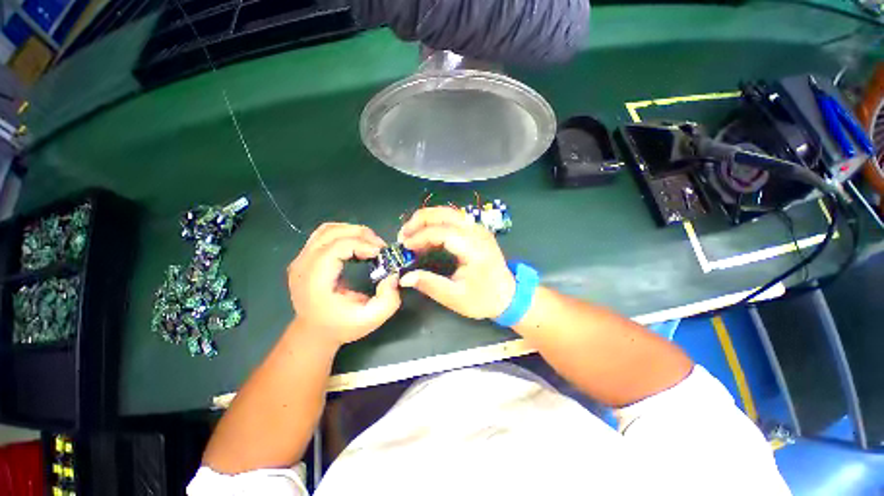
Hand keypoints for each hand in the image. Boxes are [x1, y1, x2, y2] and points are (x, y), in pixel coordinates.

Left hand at [287, 223, 400, 345]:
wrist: (314, 332)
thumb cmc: (342, 326)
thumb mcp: (371, 319)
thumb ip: (388, 299)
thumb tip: (392, 275)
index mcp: (315, 281)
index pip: (337, 247)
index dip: (362, 244)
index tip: (381, 254)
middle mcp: (303, 265)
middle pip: (332, 233)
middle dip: (361, 234)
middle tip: (380, 247)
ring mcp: (301, 259)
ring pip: (328, 229)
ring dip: (353, 231)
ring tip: (371, 244)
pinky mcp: (305, 257)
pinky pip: (325, 234)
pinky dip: (345, 234)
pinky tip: (357, 245)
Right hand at [398, 207, 514, 319]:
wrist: (508, 296)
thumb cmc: (483, 298)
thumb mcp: (455, 297)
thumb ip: (429, 285)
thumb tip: (404, 277)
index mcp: (474, 248)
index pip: (442, 232)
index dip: (420, 237)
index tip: (405, 246)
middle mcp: (477, 232)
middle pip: (445, 213)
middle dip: (420, 220)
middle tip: (403, 234)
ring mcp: (478, 229)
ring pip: (449, 212)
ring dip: (427, 219)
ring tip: (411, 233)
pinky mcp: (476, 231)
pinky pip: (453, 219)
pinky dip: (436, 223)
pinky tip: (427, 235)